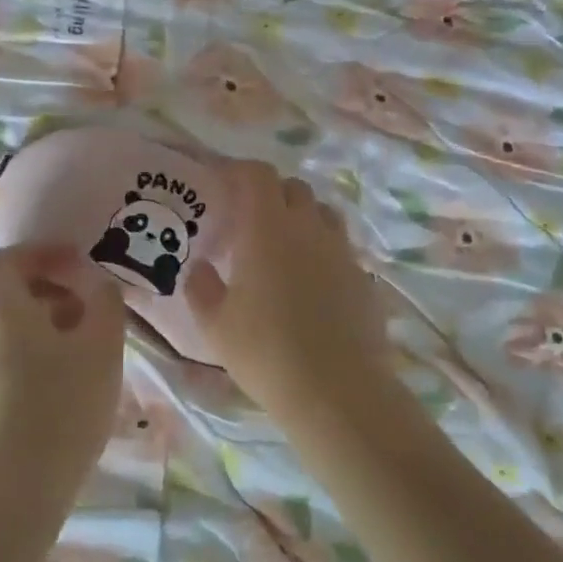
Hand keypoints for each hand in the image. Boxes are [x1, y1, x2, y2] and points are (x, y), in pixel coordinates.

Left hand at [0, 244, 126, 487]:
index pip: (6, 261)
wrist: (19, 489)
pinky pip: (3, 359)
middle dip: (43, 289)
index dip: (40, 252)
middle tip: (81, 304)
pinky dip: (31, 352)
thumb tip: (97, 283)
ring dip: (39, 323)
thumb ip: (104, 302)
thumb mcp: (102, 347)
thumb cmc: (64, 406)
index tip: (75, 263)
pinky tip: (64, 381)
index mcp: (3, 312)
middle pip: (3, 294)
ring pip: (4, 329)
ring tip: (81, 345)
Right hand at [185, 162, 396, 417]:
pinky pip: (339, 246)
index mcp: (268, 229)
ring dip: (301, 217)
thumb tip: (200, 268)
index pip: (257, 175)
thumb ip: (201, 288)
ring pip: (322, 213)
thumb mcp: (216, 326)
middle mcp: (309, 228)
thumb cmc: (265, 353)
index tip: (222, 182)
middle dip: (270, 193)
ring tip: (283, 245)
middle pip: (293, 188)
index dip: (239, 171)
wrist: (337, 391)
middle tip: (249, 218)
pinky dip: (321, 249)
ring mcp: (341, 251)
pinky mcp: (362, 277)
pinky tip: (310, 281)